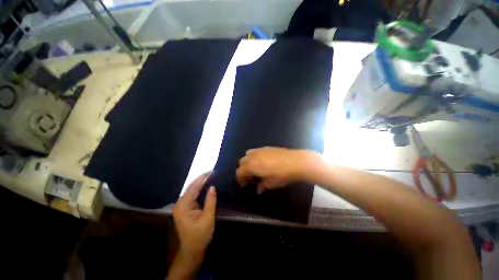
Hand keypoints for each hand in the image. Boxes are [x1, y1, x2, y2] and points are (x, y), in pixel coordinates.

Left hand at [172, 173, 216, 257]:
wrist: (192, 251)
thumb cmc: (200, 235)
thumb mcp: (208, 217)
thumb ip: (210, 200)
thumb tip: (212, 186)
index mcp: (183, 206)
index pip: (193, 188)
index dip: (202, 179)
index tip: (211, 171)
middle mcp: (180, 204)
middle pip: (191, 188)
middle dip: (201, 179)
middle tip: (212, 172)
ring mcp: (182, 207)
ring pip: (191, 191)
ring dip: (200, 184)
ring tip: (210, 176)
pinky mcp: (185, 209)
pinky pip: (192, 196)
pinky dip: (199, 190)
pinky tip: (205, 186)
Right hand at [236, 147, 318, 193]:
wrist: (295, 161)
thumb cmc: (281, 174)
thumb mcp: (271, 183)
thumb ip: (262, 186)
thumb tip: (258, 189)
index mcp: (251, 166)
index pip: (239, 172)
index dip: (240, 179)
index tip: (245, 184)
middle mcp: (252, 156)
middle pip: (242, 162)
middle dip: (243, 170)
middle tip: (250, 177)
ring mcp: (259, 150)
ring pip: (247, 154)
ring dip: (248, 161)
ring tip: (255, 168)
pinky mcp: (266, 147)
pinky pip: (255, 151)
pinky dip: (255, 157)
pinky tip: (263, 162)